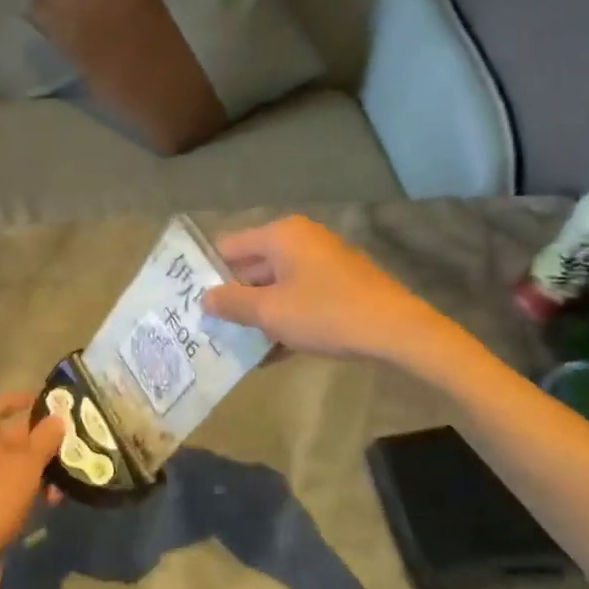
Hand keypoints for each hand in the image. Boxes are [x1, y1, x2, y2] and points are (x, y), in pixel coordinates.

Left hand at [0, 392, 64, 570]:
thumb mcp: (28, 463)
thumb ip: (45, 438)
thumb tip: (57, 418)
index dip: (21, 399)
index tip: (46, 401)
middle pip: (13, 436)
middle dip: (42, 440)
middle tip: (70, 442)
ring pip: (17, 464)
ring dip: (42, 468)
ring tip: (65, 479)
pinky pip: (13, 486)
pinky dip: (32, 489)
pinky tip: (51, 501)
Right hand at [202, 216, 439, 363]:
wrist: (397, 331)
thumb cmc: (326, 313)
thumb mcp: (271, 312)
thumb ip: (232, 303)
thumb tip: (204, 298)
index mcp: (281, 235)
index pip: (229, 246)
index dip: (208, 272)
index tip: (191, 300)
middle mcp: (300, 240)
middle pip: (252, 266)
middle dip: (233, 297)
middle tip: (209, 326)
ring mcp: (322, 262)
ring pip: (276, 285)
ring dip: (258, 313)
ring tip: (236, 345)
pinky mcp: (338, 285)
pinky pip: (299, 297)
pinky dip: (284, 318)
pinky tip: (272, 353)